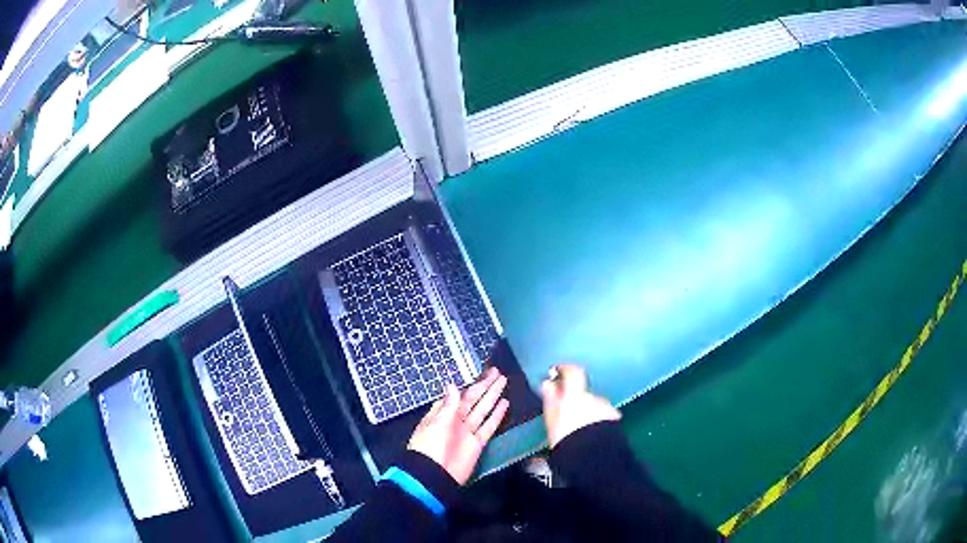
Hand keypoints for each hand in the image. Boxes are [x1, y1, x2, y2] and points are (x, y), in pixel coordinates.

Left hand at [408, 368, 509, 483]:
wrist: (434, 474)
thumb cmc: (430, 446)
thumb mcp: (437, 423)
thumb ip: (448, 405)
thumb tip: (452, 385)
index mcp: (442, 414)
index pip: (458, 395)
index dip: (469, 384)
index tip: (481, 373)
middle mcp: (456, 420)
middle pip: (473, 400)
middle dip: (484, 386)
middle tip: (497, 372)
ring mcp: (467, 431)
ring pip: (482, 410)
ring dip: (492, 396)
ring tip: (503, 382)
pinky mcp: (477, 443)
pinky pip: (488, 426)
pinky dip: (496, 415)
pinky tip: (504, 404)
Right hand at [541, 364, 620, 447]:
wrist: (592, 455)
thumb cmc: (566, 438)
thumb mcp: (552, 420)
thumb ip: (551, 399)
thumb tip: (548, 384)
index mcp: (575, 396)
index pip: (573, 372)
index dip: (566, 369)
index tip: (558, 371)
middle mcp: (592, 398)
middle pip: (583, 393)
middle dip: (576, 400)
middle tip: (567, 416)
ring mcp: (605, 407)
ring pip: (594, 405)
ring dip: (588, 413)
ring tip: (579, 430)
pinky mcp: (614, 418)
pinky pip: (603, 415)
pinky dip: (598, 421)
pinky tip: (592, 433)